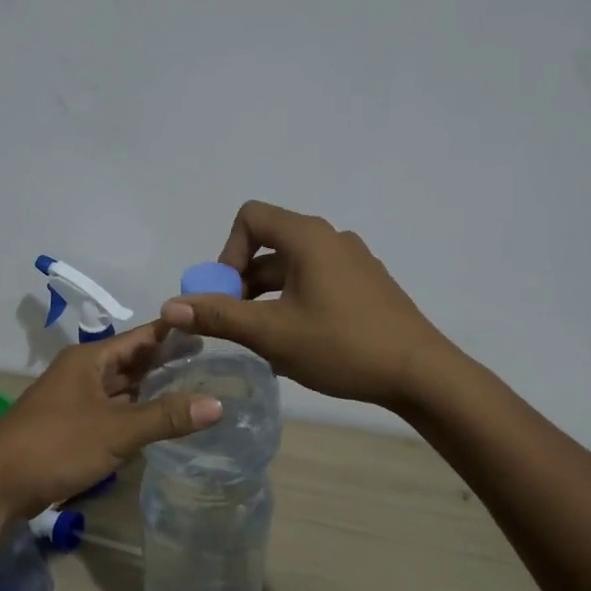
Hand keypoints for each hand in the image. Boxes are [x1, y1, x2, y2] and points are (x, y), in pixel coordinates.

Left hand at [0, 322, 221, 516]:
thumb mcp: (116, 430)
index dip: (175, 332)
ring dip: (152, 389)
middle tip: (214, 362)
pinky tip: (159, 421)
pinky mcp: (71, 427)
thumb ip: (166, 417)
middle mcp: (83, 373)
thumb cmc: (55, 445)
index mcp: (90, 360)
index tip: (212, 329)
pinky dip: (135, 413)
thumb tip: (219, 404)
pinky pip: (112, 412)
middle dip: (168, 362)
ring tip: (196, 388)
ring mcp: (75, 400)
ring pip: (122, 388)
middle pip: (133, 361)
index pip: (142, 336)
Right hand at [160, 200, 448, 409]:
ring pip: (293, 266)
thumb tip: (170, 307)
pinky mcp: (367, 283)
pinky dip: (295, 299)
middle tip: (237, 322)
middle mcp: (331, 238)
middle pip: (270, 242)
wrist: (420, 373)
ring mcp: (353, 260)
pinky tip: (299, 340)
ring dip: (267, 294)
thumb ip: (219, 316)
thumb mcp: (272, 334)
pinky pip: (317, 279)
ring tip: (264, 337)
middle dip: (243, 280)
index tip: (228, 294)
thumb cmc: (341, 346)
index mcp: (308, 237)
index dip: (227, 252)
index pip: (251, 217)